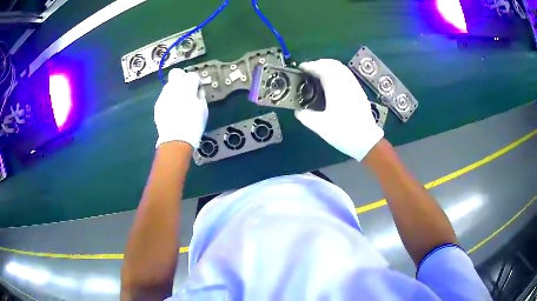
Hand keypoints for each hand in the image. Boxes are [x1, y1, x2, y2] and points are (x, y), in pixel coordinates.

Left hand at [154, 68, 207, 148]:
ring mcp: (163, 95)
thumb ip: (200, 95)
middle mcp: (173, 87)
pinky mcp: (158, 104)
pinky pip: (164, 96)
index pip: (192, 75)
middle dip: (182, 77)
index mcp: (187, 87)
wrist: (176, 140)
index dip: (197, 81)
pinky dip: (169, 99)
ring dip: (175, 89)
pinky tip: (172, 110)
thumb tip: (197, 91)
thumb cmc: (194, 124)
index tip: (198, 89)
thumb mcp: (203, 109)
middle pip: (176, 73)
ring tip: (179, 102)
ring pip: (169, 85)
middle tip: (186, 88)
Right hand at [295, 59, 383, 160]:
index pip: (322, 68)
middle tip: (309, 71)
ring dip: (329, 67)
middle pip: (333, 64)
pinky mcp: (359, 92)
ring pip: (341, 68)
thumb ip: (305, 116)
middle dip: (319, 63)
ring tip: (319, 75)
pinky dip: (337, 73)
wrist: (366, 141)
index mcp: (336, 87)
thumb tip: (298, 111)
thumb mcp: (320, 126)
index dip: (310, 66)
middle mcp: (346, 82)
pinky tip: (332, 84)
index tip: (301, 68)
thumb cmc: (343, 132)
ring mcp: (354, 86)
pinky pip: (347, 75)